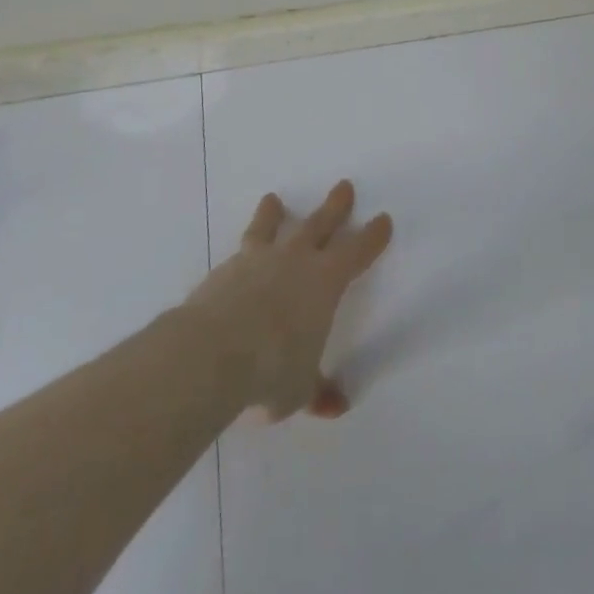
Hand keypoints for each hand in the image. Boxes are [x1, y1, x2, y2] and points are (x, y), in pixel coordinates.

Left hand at [184, 181, 392, 420]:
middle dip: (335, 207)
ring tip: (273, 200)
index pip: (358, 251)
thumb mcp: (299, 388)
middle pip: (320, 225)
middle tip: (343, 186)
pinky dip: (244, 247)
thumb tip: (336, 407)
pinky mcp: (222, 271)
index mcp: (326, 281)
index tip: (383, 219)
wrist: (210, 354)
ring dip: (275, 214)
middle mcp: (295, 261)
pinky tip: (239, 253)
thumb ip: (317, 390)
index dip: (373, 236)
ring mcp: (256, 261)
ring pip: (271, 228)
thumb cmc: (271, 369)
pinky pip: (239, 251)